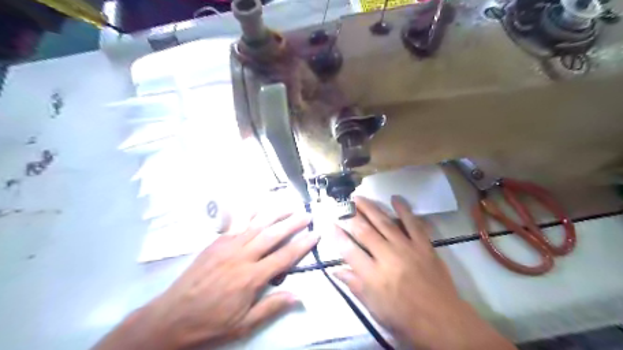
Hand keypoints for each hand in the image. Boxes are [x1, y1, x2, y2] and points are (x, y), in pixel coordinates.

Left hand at [94, 207, 318, 349]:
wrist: (172, 316)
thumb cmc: (211, 322)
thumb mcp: (244, 324)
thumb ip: (272, 307)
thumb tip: (298, 296)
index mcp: (251, 277)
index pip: (284, 256)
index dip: (302, 245)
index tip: (315, 234)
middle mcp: (242, 256)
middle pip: (273, 234)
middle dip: (292, 223)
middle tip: (307, 214)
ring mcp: (228, 245)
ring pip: (257, 224)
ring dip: (275, 213)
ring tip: (289, 205)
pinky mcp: (217, 241)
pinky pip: (237, 223)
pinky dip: (251, 213)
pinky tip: (259, 206)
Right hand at [334, 197, 513, 349]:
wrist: (443, 321)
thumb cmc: (404, 319)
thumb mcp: (375, 309)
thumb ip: (355, 286)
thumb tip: (336, 270)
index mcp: (373, 276)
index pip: (349, 250)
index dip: (337, 236)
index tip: (330, 224)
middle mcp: (388, 257)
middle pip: (365, 231)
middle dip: (351, 216)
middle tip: (342, 205)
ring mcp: (407, 248)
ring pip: (385, 223)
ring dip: (370, 208)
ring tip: (359, 197)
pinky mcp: (423, 246)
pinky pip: (413, 224)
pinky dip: (404, 210)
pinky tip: (395, 198)